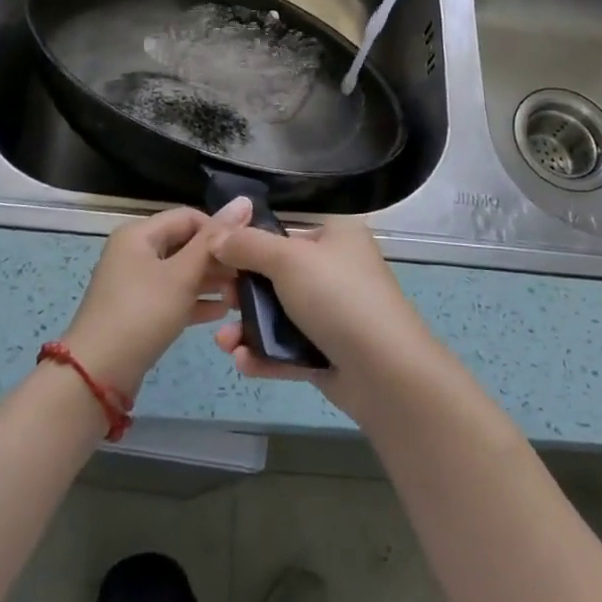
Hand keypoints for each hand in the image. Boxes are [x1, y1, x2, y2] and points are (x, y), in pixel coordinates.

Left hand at [62, 199, 254, 396]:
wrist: (98, 374)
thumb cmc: (142, 313)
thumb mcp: (182, 274)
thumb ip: (214, 239)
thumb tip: (244, 200)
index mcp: (139, 234)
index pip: (189, 217)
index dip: (219, 230)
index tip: (247, 250)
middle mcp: (135, 252)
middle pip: (185, 244)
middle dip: (217, 259)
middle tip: (249, 275)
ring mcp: (135, 283)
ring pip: (181, 272)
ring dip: (211, 281)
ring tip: (242, 296)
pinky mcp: (139, 311)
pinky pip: (173, 296)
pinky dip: (196, 301)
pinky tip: (222, 313)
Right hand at [209, 216, 439, 419]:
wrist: (385, 372)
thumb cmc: (338, 297)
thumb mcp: (288, 260)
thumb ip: (248, 245)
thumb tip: (216, 235)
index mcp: (336, 235)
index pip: (286, 229)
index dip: (249, 240)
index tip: (215, 254)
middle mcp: (337, 269)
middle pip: (278, 273)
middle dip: (243, 290)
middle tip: (220, 299)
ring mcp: (334, 313)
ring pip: (280, 314)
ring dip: (247, 327)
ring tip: (223, 341)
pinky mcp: (329, 352)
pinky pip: (288, 348)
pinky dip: (264, 354)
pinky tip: (242, 361)